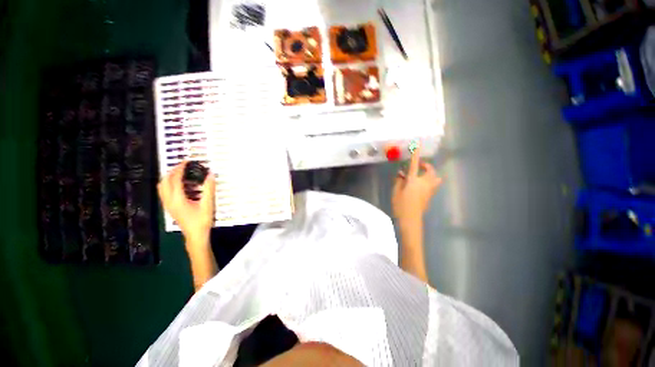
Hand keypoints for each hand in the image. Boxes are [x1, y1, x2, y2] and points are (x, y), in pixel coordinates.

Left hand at [158, 161, 215, 246]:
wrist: (195, 236)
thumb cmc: (202, 221)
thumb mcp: (208, 204)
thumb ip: (209, 189)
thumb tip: (210, 175)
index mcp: (177, 199)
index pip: (174, 179)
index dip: (180, 169)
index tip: (187, 162)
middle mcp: (169, 201)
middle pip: (164, 182)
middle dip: (172, 171)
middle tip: (183, 166)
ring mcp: (168, 205)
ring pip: (162, 187)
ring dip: (169, 178)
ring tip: (180, 173)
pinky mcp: (170, 208)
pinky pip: (164, 192)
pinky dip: (169, 184)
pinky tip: (179, 185)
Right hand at [392, 146, 441, 226]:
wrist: (411, 219)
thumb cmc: (401, 205)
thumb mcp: (396, 191)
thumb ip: (398, 181)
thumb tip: (401, 174)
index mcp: (414, 181)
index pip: (414, 165)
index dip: (415, 154)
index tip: (417, 145)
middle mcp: (424, 183)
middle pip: (430, 170)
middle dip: (425, 166)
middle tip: (417, 166)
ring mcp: (429, 190)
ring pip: (435, 177)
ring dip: (429, 173)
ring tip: (420, 175)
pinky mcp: (430, 195)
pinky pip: (433, 184)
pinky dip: (428, 181)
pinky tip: (419, 185)